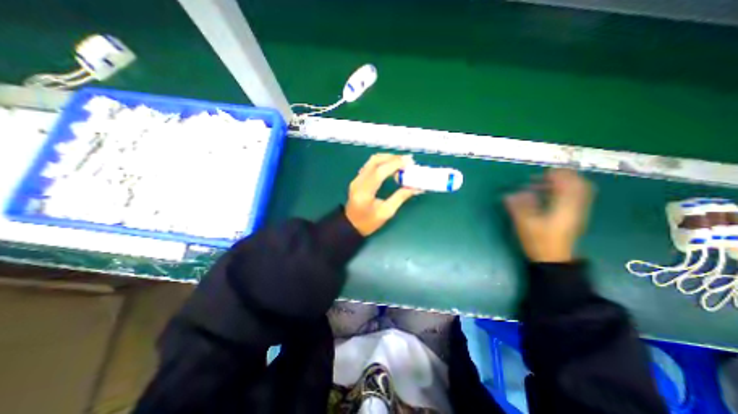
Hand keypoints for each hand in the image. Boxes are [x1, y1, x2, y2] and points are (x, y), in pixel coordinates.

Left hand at [347, 154, 420, 235]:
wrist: (351, 225)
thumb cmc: (368, 222)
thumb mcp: (386, 212)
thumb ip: (400, 197)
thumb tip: (415, 187)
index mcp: (364, 192)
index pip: (379, 172)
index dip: (394, 164)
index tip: (409, 162)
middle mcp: (358, 181)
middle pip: (374, 161)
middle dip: (392, 158)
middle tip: (407, 160)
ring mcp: (357, 179)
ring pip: (372, 161)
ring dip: (387, 158)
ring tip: (401, 162)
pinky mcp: (358, 179)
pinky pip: (370, 165)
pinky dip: (382, 162)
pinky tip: (391, 166)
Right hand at [502, 168, 592, 261]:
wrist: (553, 260)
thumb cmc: (539, 241)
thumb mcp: (525, 224)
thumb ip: (519, 206)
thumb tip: (511, 193)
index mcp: (565, 208)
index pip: (570, 184)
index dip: (559, 175)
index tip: (544, 172)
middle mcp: (576, 208)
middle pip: (580, 185)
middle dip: (565, 177)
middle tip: (546, 175)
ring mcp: (578, 213)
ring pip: (579, 191)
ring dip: (565, 184)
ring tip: (546, 184)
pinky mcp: (575, 217)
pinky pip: (576, 198)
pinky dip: (565, 192)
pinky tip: (550, 195)